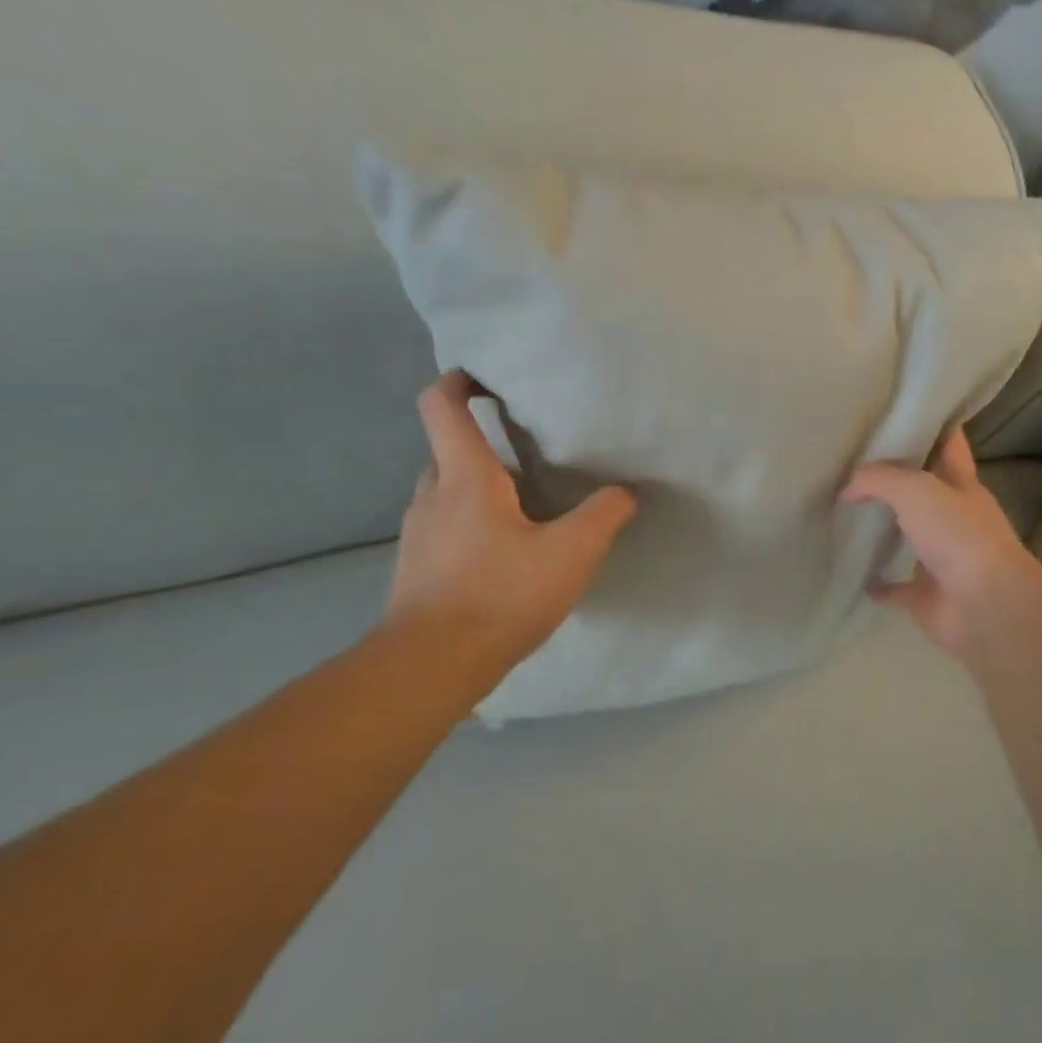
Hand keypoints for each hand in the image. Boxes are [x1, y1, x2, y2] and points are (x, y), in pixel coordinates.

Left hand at [385, 371, 635, 671]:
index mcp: (465, 478)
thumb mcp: (571, 554)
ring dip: (477, 485)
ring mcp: (418, 533)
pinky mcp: (416, 566)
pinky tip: (504, 551)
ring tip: (523, 502)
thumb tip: (625, 491)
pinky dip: (470, 521)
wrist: (429, 666)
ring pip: (445, 490)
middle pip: (447, 448)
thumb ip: (603, 516)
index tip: (483, 376)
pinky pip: (443, 525)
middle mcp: (432, 495)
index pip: (441, 408)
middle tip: (527, 449)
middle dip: (482, 441)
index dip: (457, 382)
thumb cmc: (500, 595)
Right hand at [840, 428, 1041, 657]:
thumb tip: (847, 488)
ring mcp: (942, 559)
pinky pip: (896, 588)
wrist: (984, 605)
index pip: (949, 444)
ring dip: (886, 530)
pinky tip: (854, 575)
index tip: (901, 415)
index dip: (933, 426)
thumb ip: (879, 479)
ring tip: (847, 516)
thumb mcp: (916, 489)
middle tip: (855, 466)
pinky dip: (878, 584)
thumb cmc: (958, 535)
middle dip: (897, 480)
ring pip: (910, 538)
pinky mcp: (927, 596)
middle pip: (925, 491)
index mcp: (962, 485)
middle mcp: (955, 519)